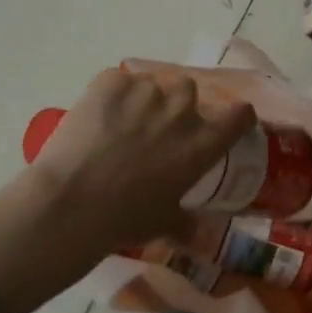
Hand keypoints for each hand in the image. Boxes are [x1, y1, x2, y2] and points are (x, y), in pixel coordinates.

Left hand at [0, 68, 253, 304]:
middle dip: (176, 105)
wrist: (71, 204)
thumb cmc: (125, 219)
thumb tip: (196, 232)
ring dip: (142, 99)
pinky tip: (97, 117)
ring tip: (119, 124)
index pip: (240, 114)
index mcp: (203, 143)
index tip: (225, 122)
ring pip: (152, 83)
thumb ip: (187, 221)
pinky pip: (118, 81)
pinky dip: (111, 95)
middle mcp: (182, 110)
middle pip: (189, 90)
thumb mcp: (165, 223)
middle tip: (155, 128)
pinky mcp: (111, 81)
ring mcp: (146, 90)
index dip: (235, 116)